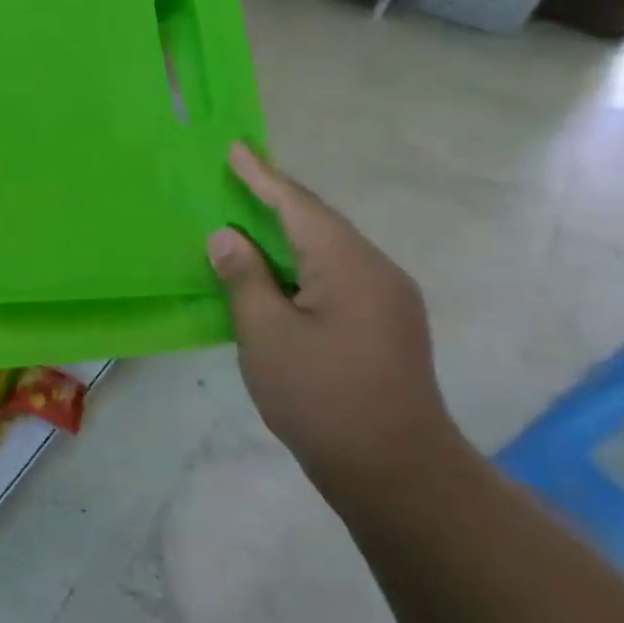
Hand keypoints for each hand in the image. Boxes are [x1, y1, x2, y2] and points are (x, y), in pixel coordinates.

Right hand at [206, 144, 458, 489]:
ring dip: (288, 233)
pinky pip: (337, 275)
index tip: (235, 149)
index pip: (297, 206)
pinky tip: (278, 274)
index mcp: (348, 265)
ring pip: (329, 250)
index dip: (262, 177)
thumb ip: (243, 278)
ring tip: (249, 219)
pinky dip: (302, 263)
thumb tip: (226, 236)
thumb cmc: (322, 398)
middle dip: (275, 199)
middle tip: (237, 177)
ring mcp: (388, 300)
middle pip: (318, 222)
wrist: (397, 473)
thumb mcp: (266, 335)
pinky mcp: (386, 325)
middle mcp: (376, 271)